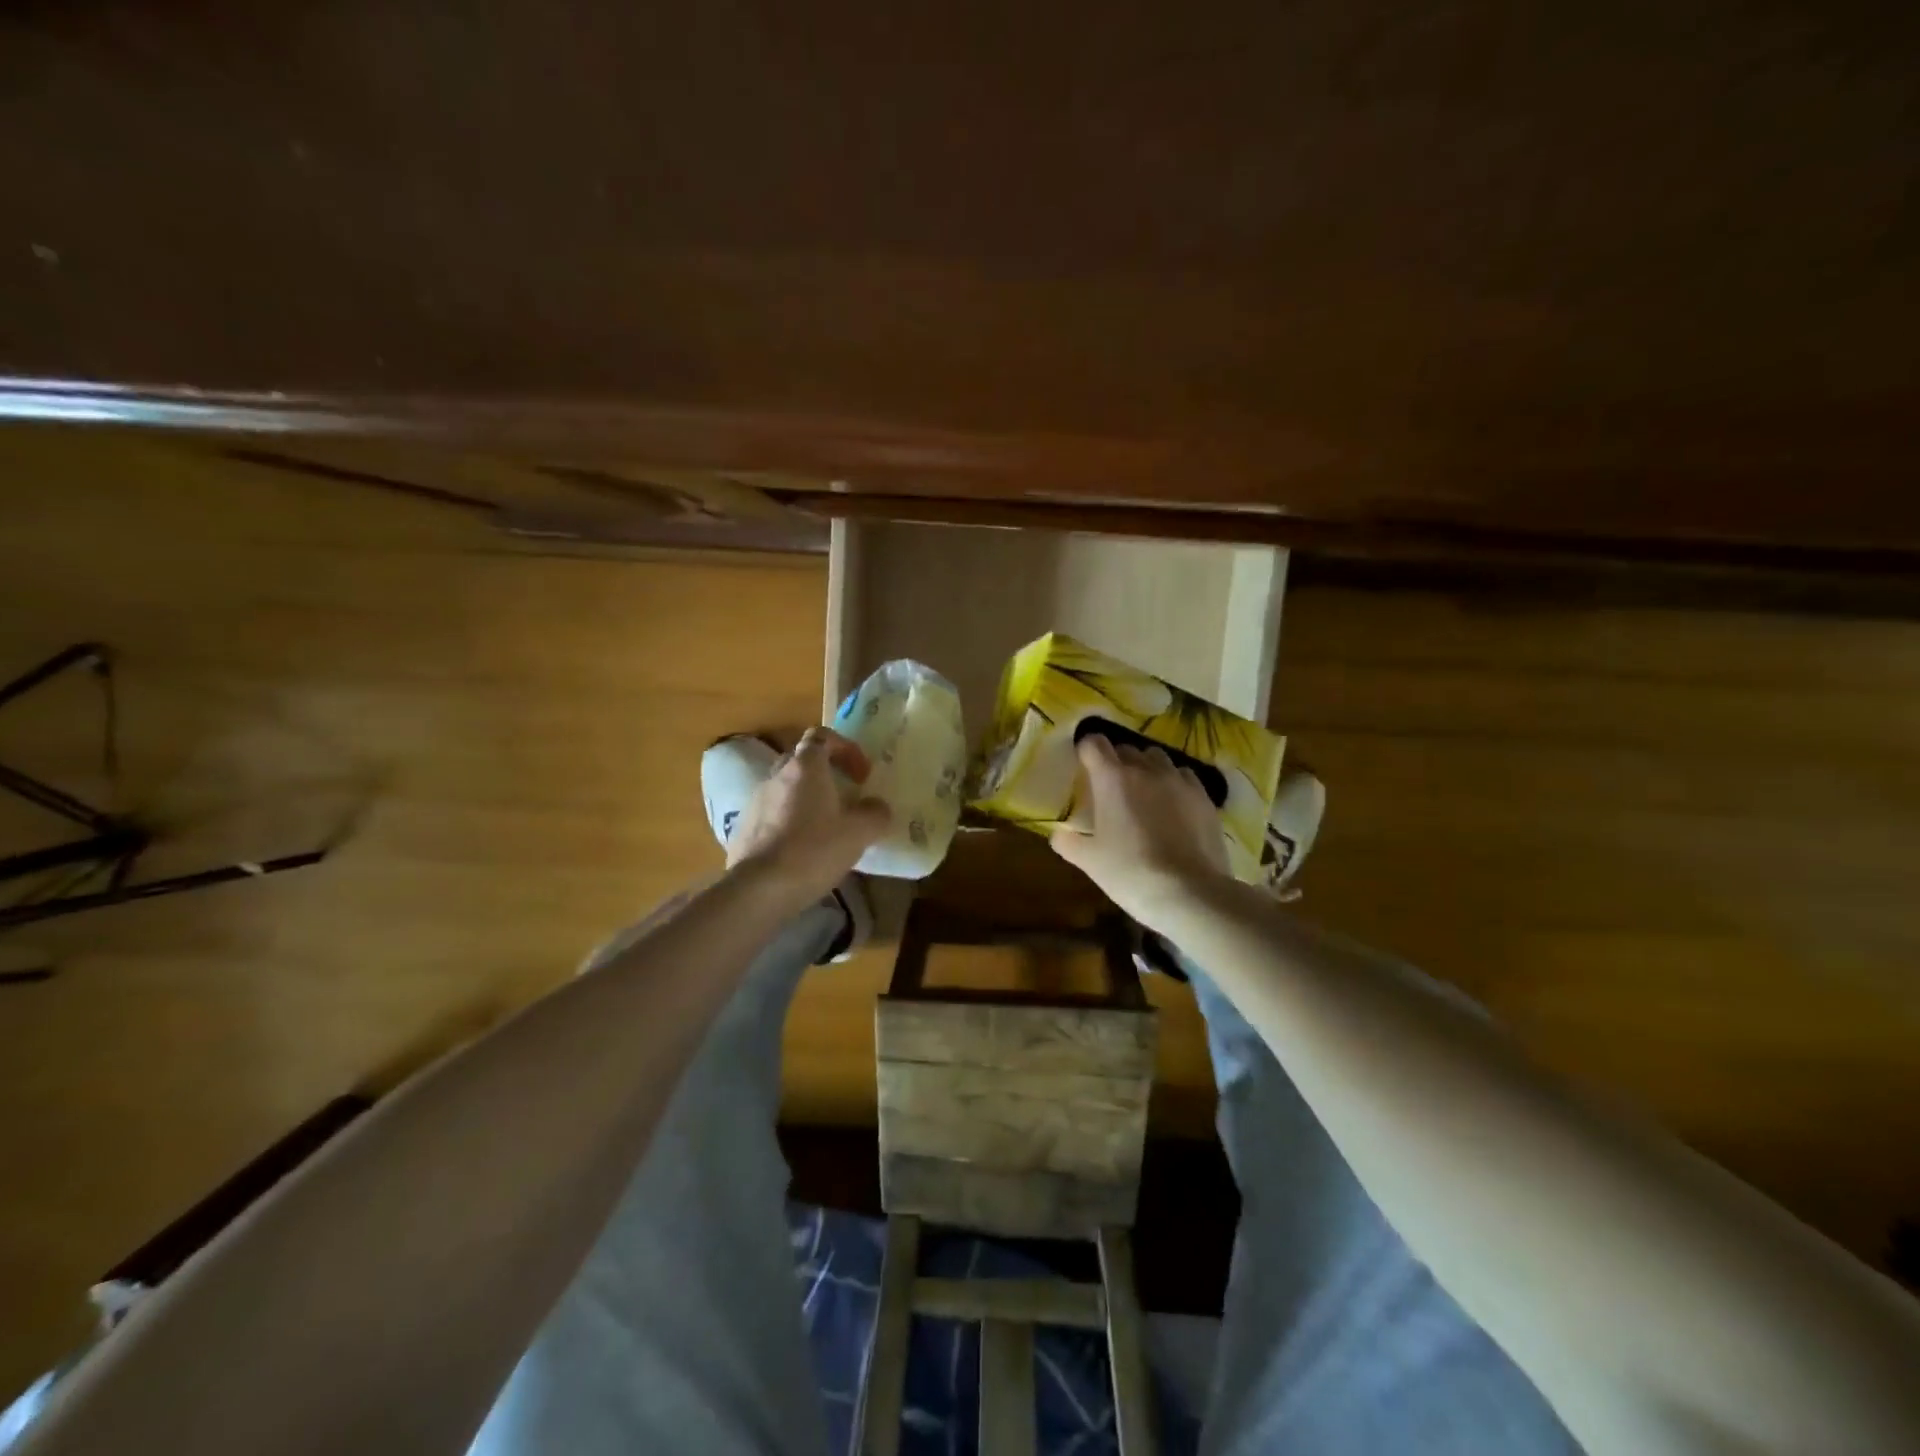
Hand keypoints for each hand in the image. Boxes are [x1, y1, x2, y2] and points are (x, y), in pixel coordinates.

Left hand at [727, 727, 890, 905]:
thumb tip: (877, 807)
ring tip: (826, 826)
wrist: (759, 889)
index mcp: (806, 767)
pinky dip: (789, 821)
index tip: (862, 775)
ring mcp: (756, 800)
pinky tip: (802, 849)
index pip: (822, 736)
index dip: (846, 749)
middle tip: (846, 797)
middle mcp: (777, 775)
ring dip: (807, 798)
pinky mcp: (743, 828)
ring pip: (786, 788)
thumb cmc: (814, 850)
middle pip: (802, 760)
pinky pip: (772, 813)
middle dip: (826, 773)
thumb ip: (875, 814)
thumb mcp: (859, 833)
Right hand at [1050, 734, 1230, 929]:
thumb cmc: (1130, 873)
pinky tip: (1172, 805)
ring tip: (1144, 793)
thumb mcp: (1089, 861)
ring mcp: (1179, 780)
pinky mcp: (1203, 796)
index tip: (1082, 765)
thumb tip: (1058, 834)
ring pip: (1157, 758)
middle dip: (1115, 761)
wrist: (1189, 892)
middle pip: (1126, 749)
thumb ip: (1068, 842)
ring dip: (1146, 768)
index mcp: (1112, 778)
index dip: (1086, 751)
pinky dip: (1173, 783)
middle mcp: (1146, 769)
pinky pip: (1183, 776)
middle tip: (1110, 788)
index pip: (1094, 743)